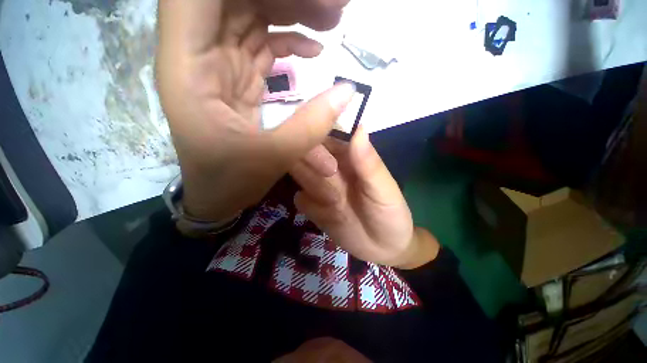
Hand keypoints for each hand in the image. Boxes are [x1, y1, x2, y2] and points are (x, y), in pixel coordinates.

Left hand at [156, 0, 352, 220]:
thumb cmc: (231, 181)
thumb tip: (348, 92)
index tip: (294, 1)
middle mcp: (197, 57)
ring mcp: (218, 66)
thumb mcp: (272, 158)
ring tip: (329, 21)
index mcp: (188, 69)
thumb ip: (310, 126)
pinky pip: (261, 45)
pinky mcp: (236, 78)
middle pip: (231, 0)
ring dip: (289, 12)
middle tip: (330, 9)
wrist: (218, 195)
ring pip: (249, 16)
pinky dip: (288, 42)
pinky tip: (313, 52)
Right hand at [291, 128, 439, 268]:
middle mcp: (330, 168)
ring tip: (331, 198)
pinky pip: (300, 199)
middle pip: (307, 154)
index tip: (315, 143)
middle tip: (322, 172)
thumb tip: (359, 127)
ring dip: (308, 182)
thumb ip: (369, 164)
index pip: (325, 137)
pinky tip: (320, 212)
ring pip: (300, 175)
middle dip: (309, 160)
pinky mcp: (313, 207)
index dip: (317, 136)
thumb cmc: (390, 214)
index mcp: (348, 157)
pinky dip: (307, 203)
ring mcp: (320, 188)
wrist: (384, 248)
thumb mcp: (384, 190)